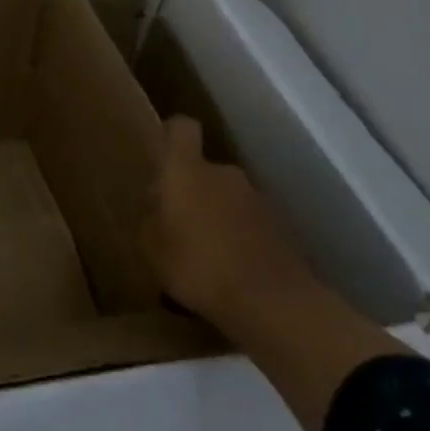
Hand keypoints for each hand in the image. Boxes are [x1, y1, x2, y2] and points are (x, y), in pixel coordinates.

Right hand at [144, 115, 311, 322]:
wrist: (273, 301)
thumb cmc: (198, 265)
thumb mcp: (152, 247)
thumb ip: (150, 221)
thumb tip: (156, 209)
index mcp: (187, 171)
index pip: (181, 129)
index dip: (171, 134)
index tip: (161, 153)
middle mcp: (223, 174)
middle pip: (202, 169)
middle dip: (188, 190)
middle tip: (172, 223)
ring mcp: (256, 199)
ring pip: (225, 197)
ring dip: (213, 215)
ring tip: (200, 252)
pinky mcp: (279, 227)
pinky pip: (246, 222)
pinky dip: (235, 237)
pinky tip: (226, 269)